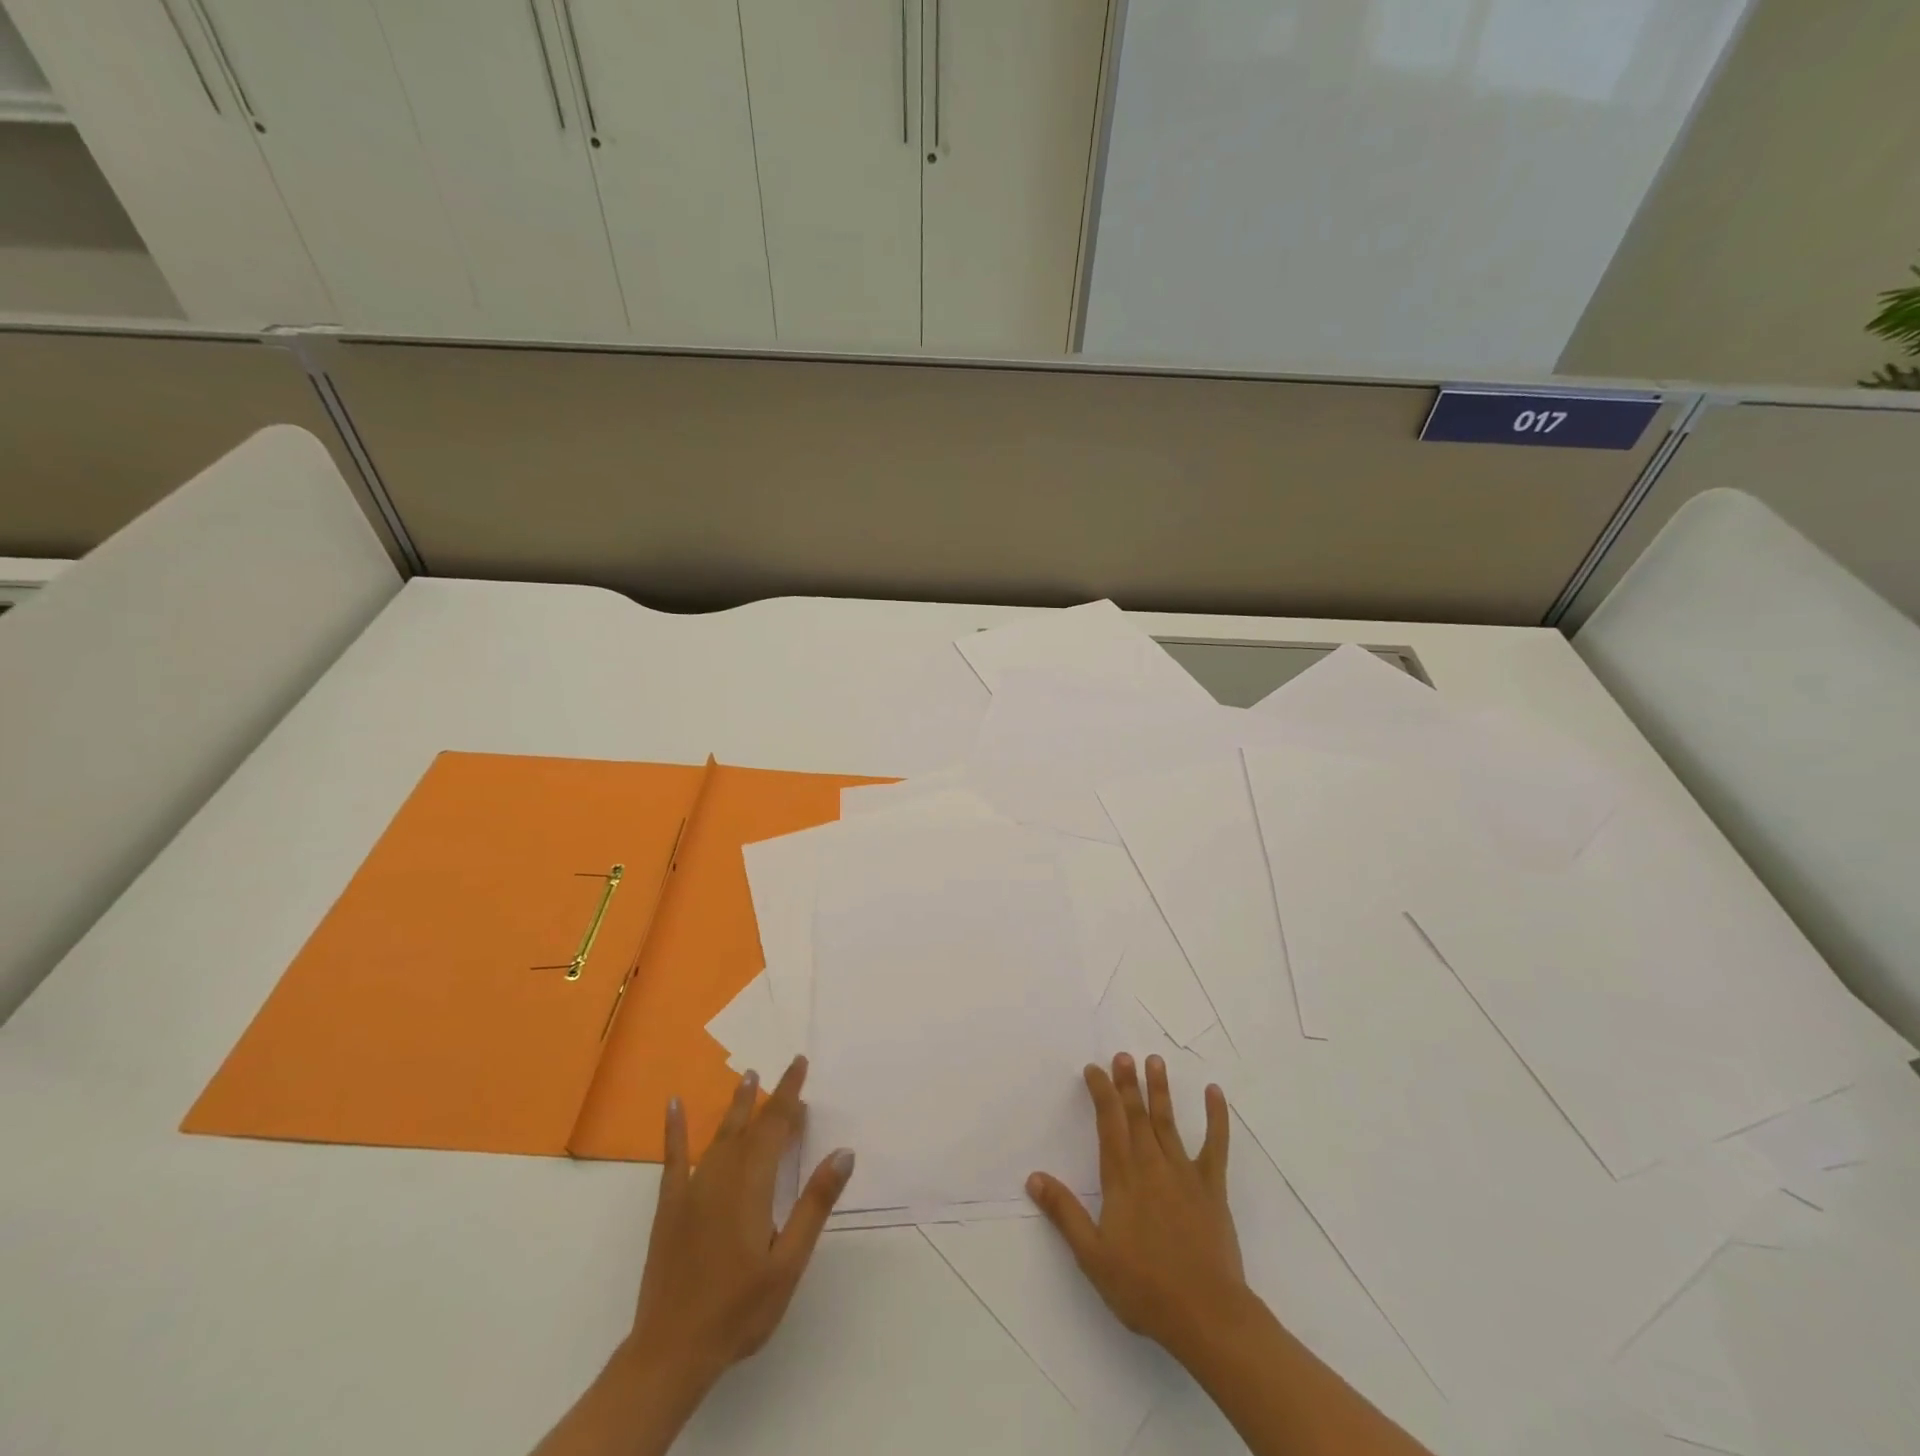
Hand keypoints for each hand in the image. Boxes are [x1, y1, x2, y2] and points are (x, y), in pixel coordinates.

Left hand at [625, 1056, 854, 1397]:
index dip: (789, 1093)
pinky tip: (674, 1104)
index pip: (775, 1125)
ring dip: (737, 1106)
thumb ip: (815, 1204)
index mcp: (753, 1184)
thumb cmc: (739, 1309)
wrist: (672, 1350)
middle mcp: (722, 1176)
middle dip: (770, 1098)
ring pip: (719, 1136)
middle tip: (787, 1073)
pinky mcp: (670, 1206)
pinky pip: (673, 1158)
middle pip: (750, 1126)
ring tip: (748, 1078)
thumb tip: (844, 1152)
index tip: (800, 1064)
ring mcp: (692, 1189)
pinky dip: (675, 1129)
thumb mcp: (789, 1262)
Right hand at [1027, 1052, 1252, 1361]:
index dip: (1101, 1092)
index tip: (1094, 1069)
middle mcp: (1151, 1165)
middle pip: (1137, 1114)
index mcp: (1122, 1178)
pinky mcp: (1212, 1188)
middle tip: (1123, 1055)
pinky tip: (1215, 1093)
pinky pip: (1215, 1146)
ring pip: (1168, 1122)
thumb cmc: (1144, 1288)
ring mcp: (1184, 1173)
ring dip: (1161, 1090)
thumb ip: (1064, 1213)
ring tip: (1155, 1061)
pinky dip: (1217, 1118)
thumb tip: (1033, 1177)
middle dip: (1127, 1082)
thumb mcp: (1092, 1256)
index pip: (1108, 1122)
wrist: (1206, 1315)